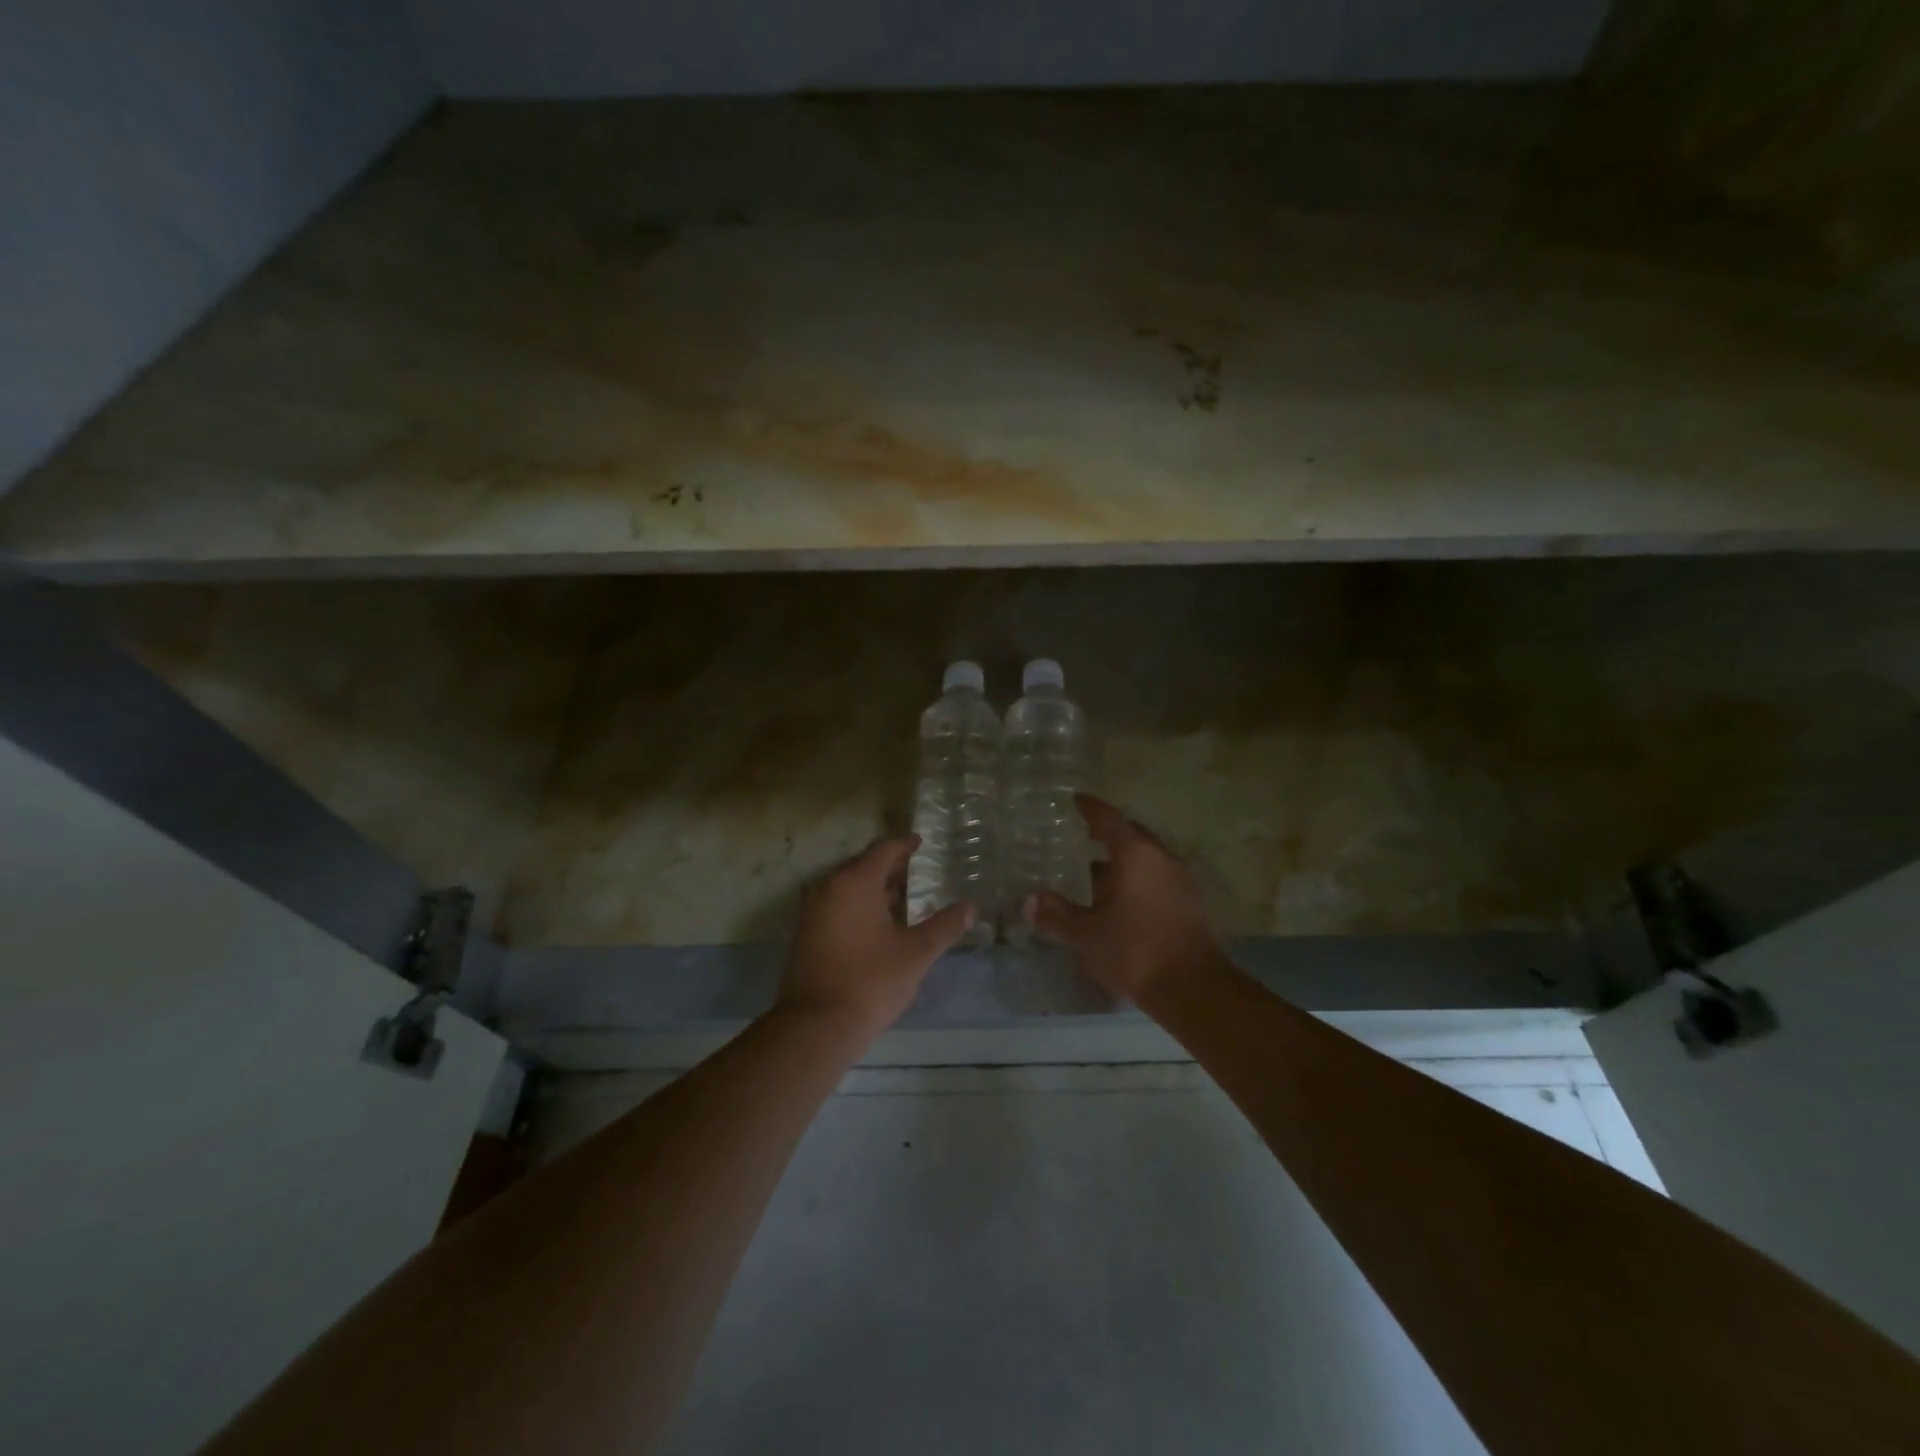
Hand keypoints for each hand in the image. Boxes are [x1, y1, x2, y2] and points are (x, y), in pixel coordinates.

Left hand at [778, 836, 974, 1037]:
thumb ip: (944, 926)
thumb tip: (969, 908)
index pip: (883, 850)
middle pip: (863, 866)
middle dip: (889, 867)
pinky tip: (878, 925)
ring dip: (874, 888)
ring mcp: (813, 911)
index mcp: (855, 883)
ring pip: (848, 887)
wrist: (817, 1025)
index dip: (904, 845)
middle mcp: (829, 888)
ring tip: (902, 899)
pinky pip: (837, 905)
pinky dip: (858, 905)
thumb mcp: (916, 952)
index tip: (921, 843)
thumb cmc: (871, 980)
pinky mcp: (807, 934)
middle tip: (916, 871)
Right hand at [1024, 794, 1225, 1005]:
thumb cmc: (1135, 950)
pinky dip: (1137, 880)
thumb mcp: (1086, 934)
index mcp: (1135, 854)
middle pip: (1131, 835)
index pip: (1108, 818)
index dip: (1090, 808)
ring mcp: (1180, 881)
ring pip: (1146, 859)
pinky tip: (1120, 902)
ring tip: (1094, 875)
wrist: (1193, 989)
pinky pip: (1157, 878)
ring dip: (1122, 862)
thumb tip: (1029, 901)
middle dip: (1107, 834)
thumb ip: (1057, 914)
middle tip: (1083, 836)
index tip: (1075, 800)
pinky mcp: (1190, 904)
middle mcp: (1161, 858)